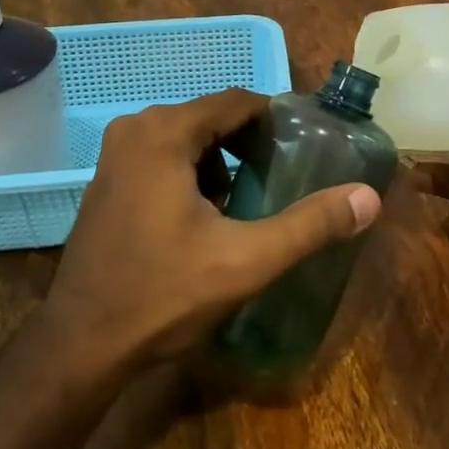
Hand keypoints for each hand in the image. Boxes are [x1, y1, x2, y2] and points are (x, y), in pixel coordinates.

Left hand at [42, 89, 381, 372]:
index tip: (303, 147)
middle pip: (212, 117)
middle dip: (250, 144)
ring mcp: (116, 153)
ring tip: (248, 202)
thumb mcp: (246, 260)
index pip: (237, 102)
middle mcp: (136, 128)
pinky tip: (207, 217)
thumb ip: (309, 225)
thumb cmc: (162, 295)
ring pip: (189, 138)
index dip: (275, 120)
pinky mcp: (108, 179)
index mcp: (164, 132)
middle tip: (281, 178)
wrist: (80, 346)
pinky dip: (193, 172)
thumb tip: (368, 198)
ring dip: (222, 161)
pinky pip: (165, 156)